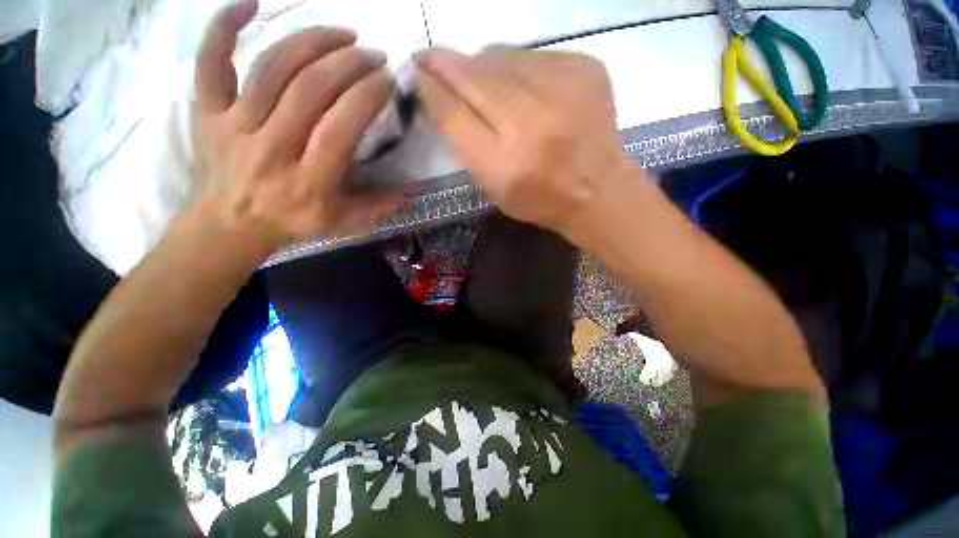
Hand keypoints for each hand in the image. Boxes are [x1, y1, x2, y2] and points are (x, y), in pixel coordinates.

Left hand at [192, 0, 400, 250]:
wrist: (231, 225)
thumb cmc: (293, 222)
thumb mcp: (343, 222)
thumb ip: (378, 205)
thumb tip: (412, 191)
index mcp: (308, 181)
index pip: (340, 128)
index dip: (366, 97)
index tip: (386, 80)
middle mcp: (270, 149)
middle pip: (309, 89)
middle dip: (348, 63)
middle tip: (373, 54)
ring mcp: (233, 125)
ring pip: (271, 68)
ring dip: (312, 41)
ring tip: (343, 33)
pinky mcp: (207, 111)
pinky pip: (209, 62)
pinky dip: (223, 27)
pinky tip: (251, 3)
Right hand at [414, 49, 635, 238]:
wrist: (597, 190)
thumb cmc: (540, 200)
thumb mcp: (495, 189)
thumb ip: (467, 147)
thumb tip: (443, 96)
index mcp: (505, 165)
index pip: (454, 115)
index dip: (430, 89)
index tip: (414, 71)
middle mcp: (531, 124)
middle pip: (474, 78)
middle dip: (445, 64)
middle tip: (428, 57)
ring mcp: (562, 90)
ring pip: (501, 59)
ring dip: (480, 64)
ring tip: (472, 72)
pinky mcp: (584, 69)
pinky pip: (533, 57)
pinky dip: (515, 66)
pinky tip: (515, 82)